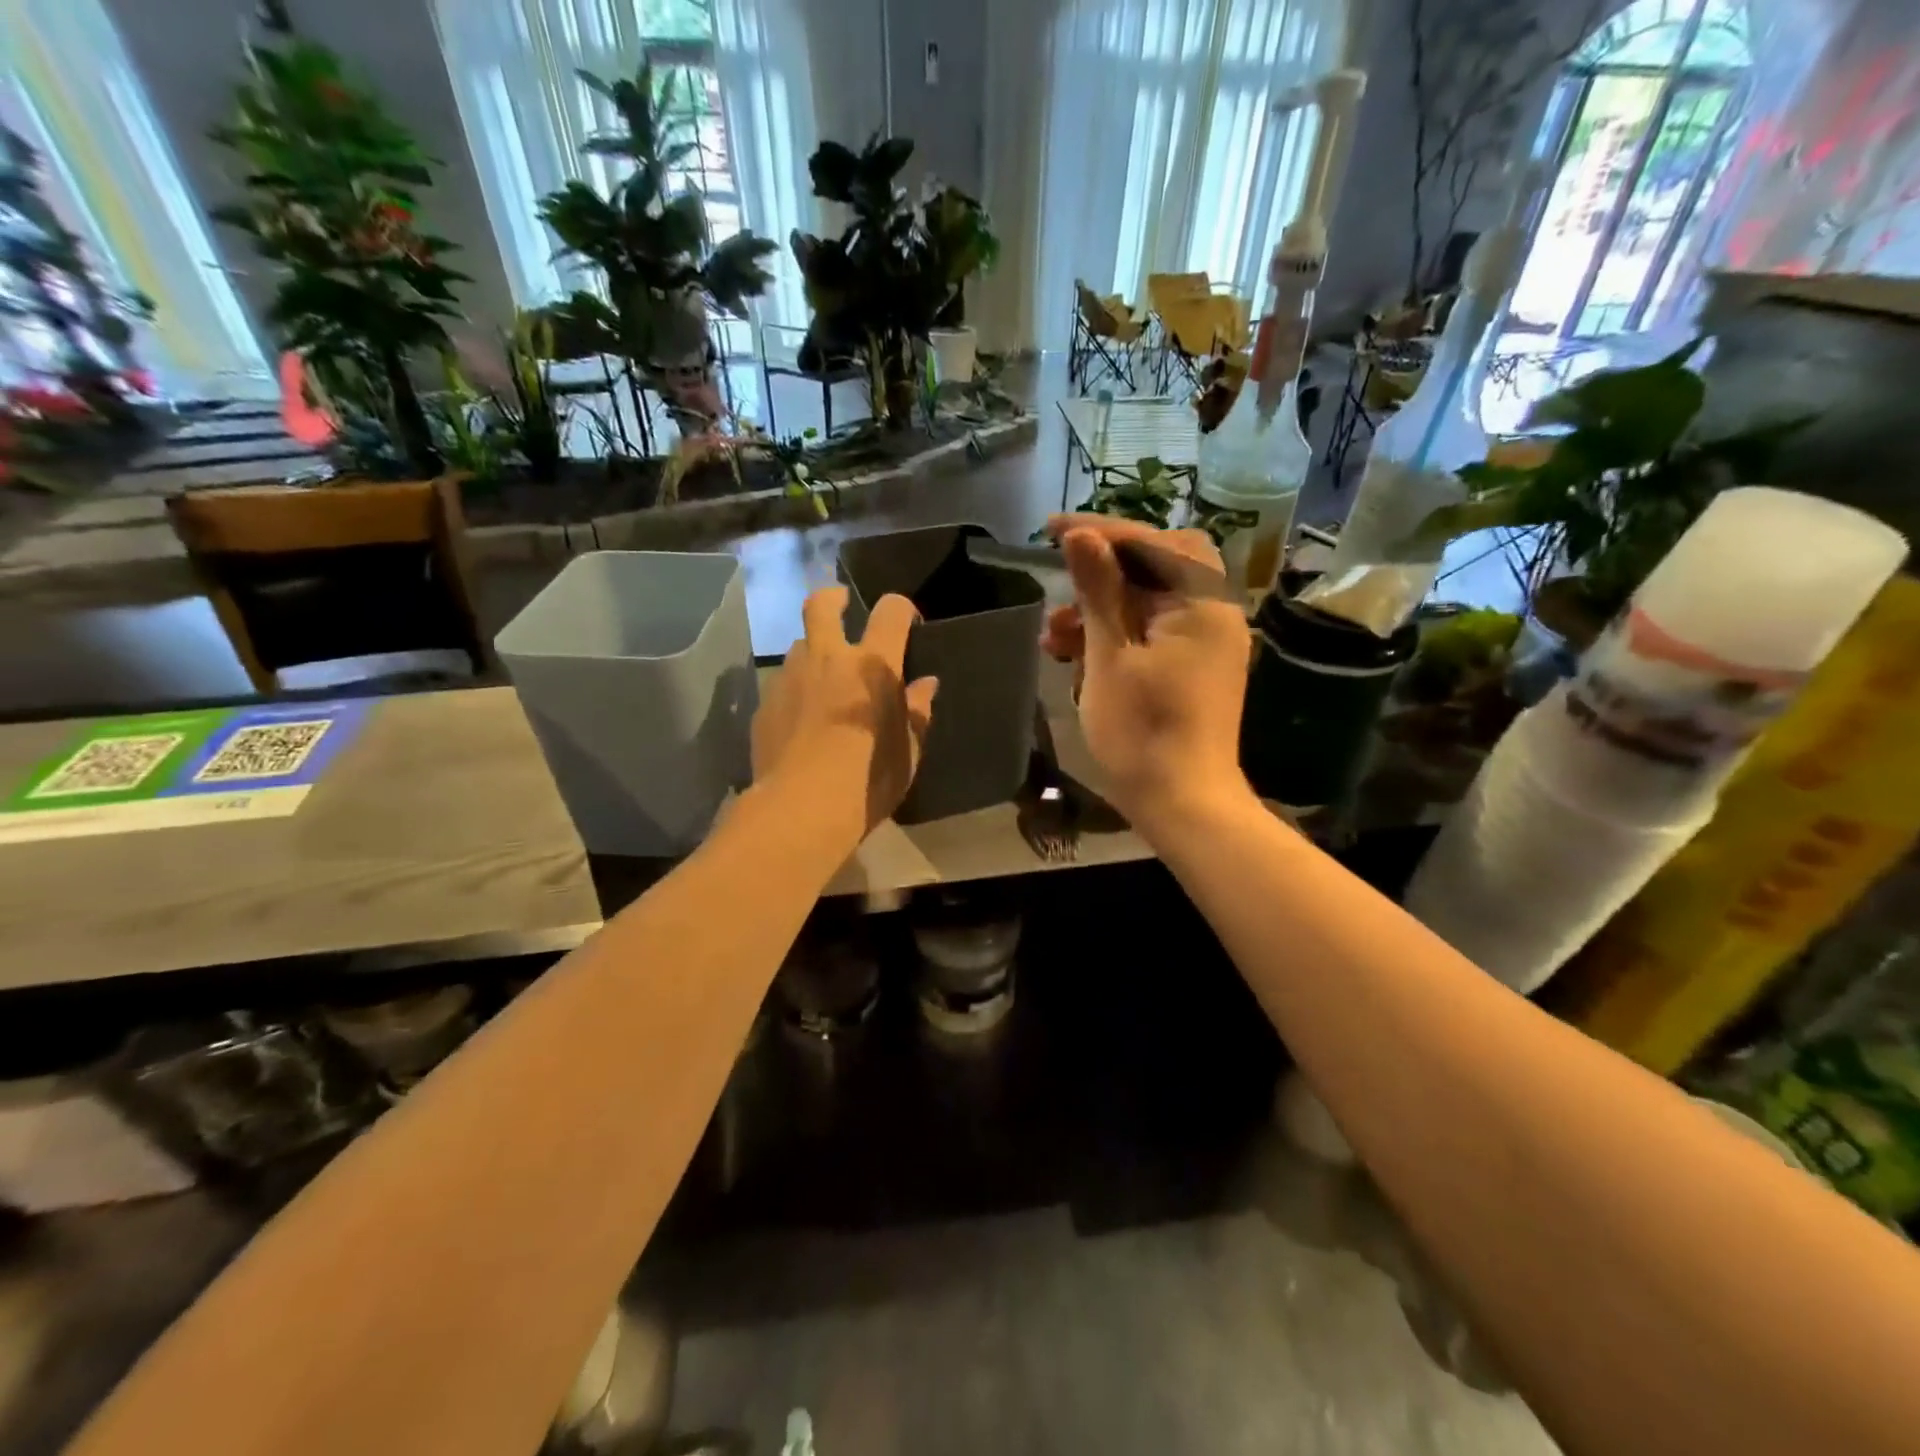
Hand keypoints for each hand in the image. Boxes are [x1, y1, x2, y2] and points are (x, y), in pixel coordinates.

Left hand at [753, 586, 938, 851]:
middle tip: (842, 607)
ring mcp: (791, 677)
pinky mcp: (765, 703)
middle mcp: (829, 658)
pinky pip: (782, 683)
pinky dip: (795, 690)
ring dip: (813, 652)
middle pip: (822, 603)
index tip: (907, 624)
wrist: (802, 808)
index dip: (901, 609)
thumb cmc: (869, 780)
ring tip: (822, 679)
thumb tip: (925, 685)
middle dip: (833, 598)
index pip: (891, 611)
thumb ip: (917, 712)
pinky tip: (799, 719)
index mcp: (874, 664)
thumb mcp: (908, 751)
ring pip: (799, 645)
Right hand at [1042, 515, 1252, 831]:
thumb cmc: (1143, 732)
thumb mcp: (1109, 656)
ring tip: (1053, 638)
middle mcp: (1213, 613)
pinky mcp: (1195, 668)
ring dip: (1101, 608)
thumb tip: (1081, 534)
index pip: (1150, 543)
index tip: (1050, 529)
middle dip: (1103, 571)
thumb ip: (1098, 590)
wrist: (1184, 804)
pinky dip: (1118, 635)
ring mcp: (1206, 643)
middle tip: (1062, 582)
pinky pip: (1154, 632)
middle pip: (1157, 566)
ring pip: (1150, 602)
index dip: (1098, 531)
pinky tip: (1077, 656)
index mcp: (1201, 602)